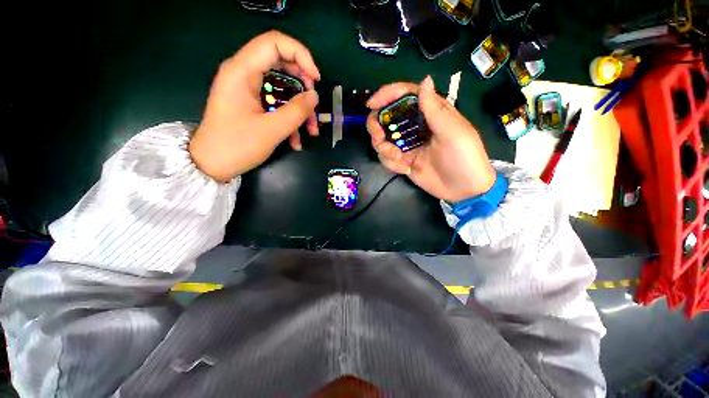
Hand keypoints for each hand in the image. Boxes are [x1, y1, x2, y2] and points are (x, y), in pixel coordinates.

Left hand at [189, 31, 320, 181]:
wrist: (212, 165)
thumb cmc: (237, 145)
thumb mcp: (272, 130)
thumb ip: (296, 111)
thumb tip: (314, 97)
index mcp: (242, 71)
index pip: (275, 43)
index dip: (301, 55)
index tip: (316, 79)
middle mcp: (243, 74)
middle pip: (281, 64)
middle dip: (303, 86)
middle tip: (314, 105)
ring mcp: (247, 89)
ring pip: (281, 88)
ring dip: (299, 109)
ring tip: (310, 132)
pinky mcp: (251, 103)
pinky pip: (275, 103)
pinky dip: (289, 119)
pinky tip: (296, 141)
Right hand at [366, 76, 495, 202]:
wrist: (462, 189)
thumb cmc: (464, 157)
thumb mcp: (453, 132)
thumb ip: (435, 109)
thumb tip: (425, 79)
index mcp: (429, 112)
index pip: (404, 95)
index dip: (386, 95)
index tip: (371, 105)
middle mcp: (414, 125)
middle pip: (385, 117)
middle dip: (377, 127)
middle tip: (380, 139)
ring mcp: (406, 144)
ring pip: (381, 139)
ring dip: (384, 149)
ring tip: (399, 160)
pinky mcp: (402, 159)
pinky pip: (385, 157)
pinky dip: (390, 163)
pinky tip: (405, 170)